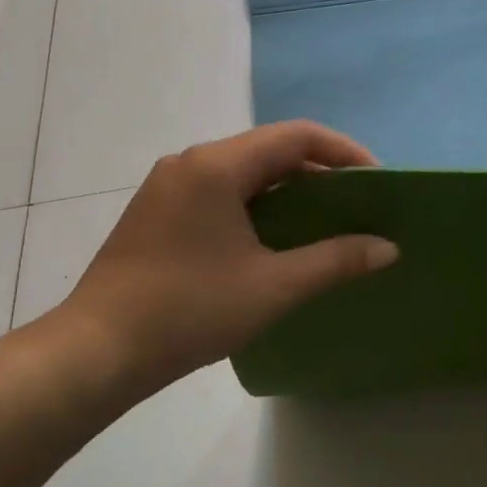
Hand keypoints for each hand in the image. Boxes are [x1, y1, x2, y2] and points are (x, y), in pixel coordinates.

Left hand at [44, 121, 397, 402]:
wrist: (98, 351)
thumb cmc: (190, 310)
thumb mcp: (274, 286)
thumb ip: (336, 260)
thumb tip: (389, 248)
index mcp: (218, 166)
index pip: (297, 136)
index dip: (345, 152)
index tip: (377, 182)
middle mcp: (191, 162)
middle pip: (270, 149)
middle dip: (320, 172)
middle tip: (357, 205)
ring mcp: (169, 186)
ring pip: (245, 171)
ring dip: (289, 189)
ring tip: (325, 221)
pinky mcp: (158, 211)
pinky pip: (221, 190)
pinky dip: (259, 203)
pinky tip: (275, 238)